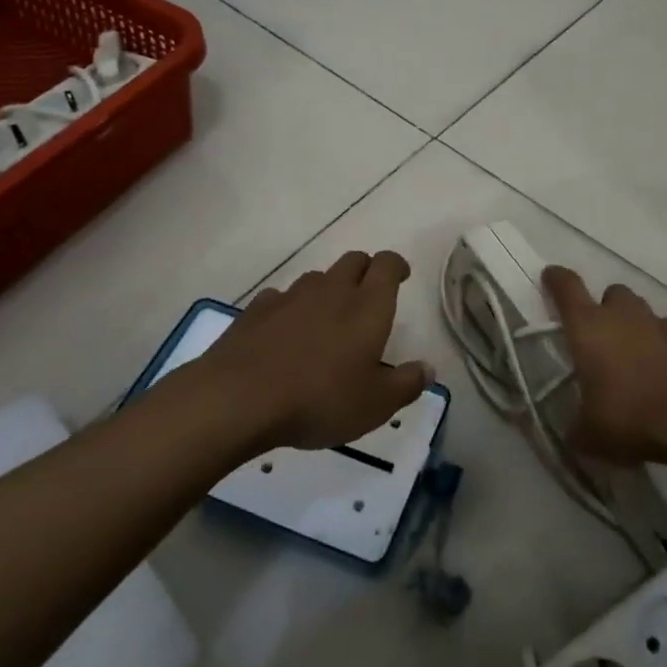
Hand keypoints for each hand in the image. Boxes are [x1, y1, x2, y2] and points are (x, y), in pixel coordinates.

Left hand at [209, 250, 430, 450]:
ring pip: (318, 277)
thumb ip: (406, 384)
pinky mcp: (257, 310)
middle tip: (369, 296)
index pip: (387, 264)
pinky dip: (291, 308)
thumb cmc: (319, 399)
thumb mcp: (375, 405)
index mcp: (367, 305)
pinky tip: (286, 333)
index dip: (396, 265)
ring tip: (327, 319)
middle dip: (365, 271)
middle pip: (354, 260)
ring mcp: (291, 296)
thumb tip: (427, 369)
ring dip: (328, 289)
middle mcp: (332, 290)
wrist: (238, 398)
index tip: (401, 276)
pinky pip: (282, 297)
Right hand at [542, 266, 666, 467]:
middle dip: (604, 308)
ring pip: (640, 310)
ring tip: (631, 355)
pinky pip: (666, 331)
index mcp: (589, 327)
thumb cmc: (631, 417)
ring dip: (633, 324)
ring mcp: (658, 324)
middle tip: (600, 337)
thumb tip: (574, 433)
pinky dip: (659, 343)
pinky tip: (660, 368)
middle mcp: (622, 315)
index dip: (556, 279)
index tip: (550, 277)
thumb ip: (577, 428)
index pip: (567, 287)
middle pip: (610, 294)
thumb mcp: (590, 435)